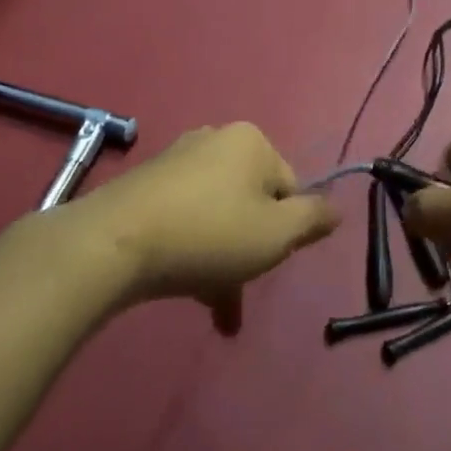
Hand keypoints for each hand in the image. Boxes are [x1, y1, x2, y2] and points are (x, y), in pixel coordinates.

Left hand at [74, 123, 337, 333]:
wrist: (113, 243)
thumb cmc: (210, 234)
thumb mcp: (277, 234)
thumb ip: (313, 219)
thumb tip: (337, 209)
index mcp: (251, 142)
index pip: (289, 188)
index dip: (286, 230)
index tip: (269, 260)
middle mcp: (215, 140)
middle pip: (251, 202)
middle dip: (251, 251)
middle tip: (242, 291)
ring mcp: (176, 161)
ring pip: (218, 216)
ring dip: (223, 262)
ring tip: (217, 310)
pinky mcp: (145, 186)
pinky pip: (186, 220)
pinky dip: (194, 253)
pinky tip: (190, 292)